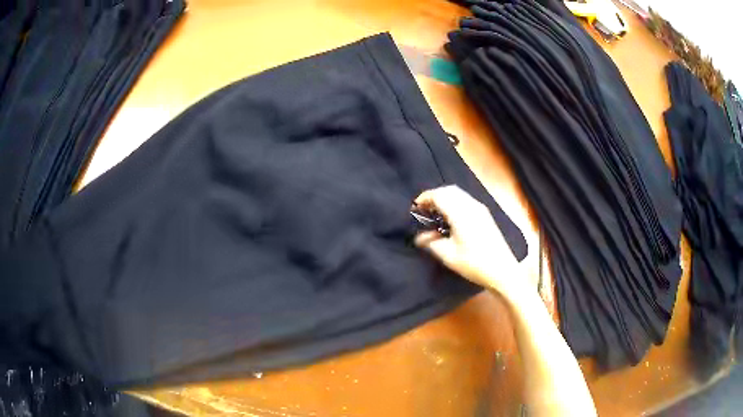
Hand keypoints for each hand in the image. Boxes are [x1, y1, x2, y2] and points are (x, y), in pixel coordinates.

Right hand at [414, 185, 524, 299]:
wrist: (502, 270)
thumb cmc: (474, 264)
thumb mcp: (449, 256)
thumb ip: (431, 243)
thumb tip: (419, 238)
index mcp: (461, 213)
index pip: (440, 195)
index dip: (425, 198)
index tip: (415, 207)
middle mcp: (471, 206)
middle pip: (449, 190)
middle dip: (434, 196)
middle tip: (424, 209)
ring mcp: (480, 209)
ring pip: (459, 193)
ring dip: (445, 198)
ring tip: (435, 213)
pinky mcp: (485, 214)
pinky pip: (466, 200)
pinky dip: (454, 202)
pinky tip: (450, 218)